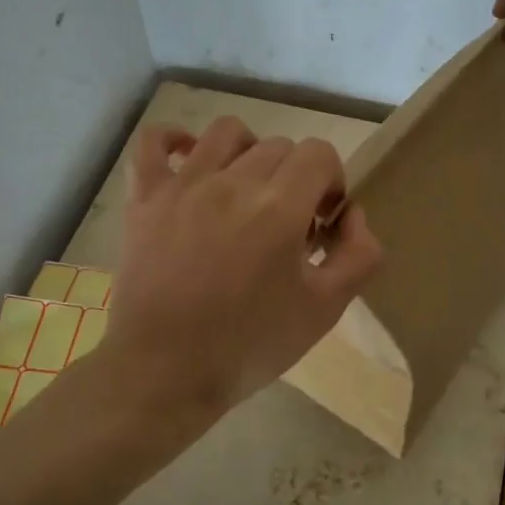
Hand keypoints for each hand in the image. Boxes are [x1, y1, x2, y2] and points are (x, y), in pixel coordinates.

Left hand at [106, 117, 384, 417]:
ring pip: (227, 132)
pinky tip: (190, 158)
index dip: (330, 182)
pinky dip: (175, 140)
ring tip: (246, 189)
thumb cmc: (249, 344)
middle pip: (279, 146)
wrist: (165, 372)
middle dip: (295, 177)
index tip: (320, 222)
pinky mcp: (145, 198)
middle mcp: (232, 183)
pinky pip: (154, 142)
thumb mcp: (325, 310)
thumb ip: (359, 255)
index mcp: (279, 208)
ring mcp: (183, 185)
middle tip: (285, 224)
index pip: (319, 154)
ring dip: (249, 152)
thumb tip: (352, 214)